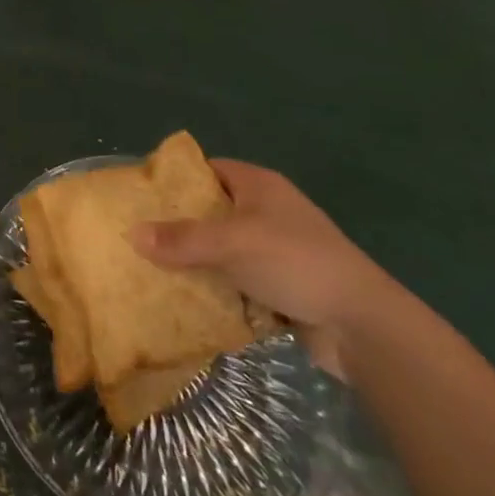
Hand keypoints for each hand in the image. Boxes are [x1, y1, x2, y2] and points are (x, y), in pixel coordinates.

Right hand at [130, 159, 395, 377]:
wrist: (362, 326)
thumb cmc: (296, 263)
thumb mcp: (232, 243)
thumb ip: (182, 239)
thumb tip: (132, 233)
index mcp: (258, 186)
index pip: (206, 169)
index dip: (174, 178)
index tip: (140, 195)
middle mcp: (265, 212)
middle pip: (210, 211)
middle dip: (176, 225)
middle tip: (136, 235)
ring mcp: (274, 250)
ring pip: (220, 249)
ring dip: (193, 261)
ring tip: (149, 268)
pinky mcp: (279, 286)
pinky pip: (234, 280)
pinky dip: (213, 288)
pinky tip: (183, 299)